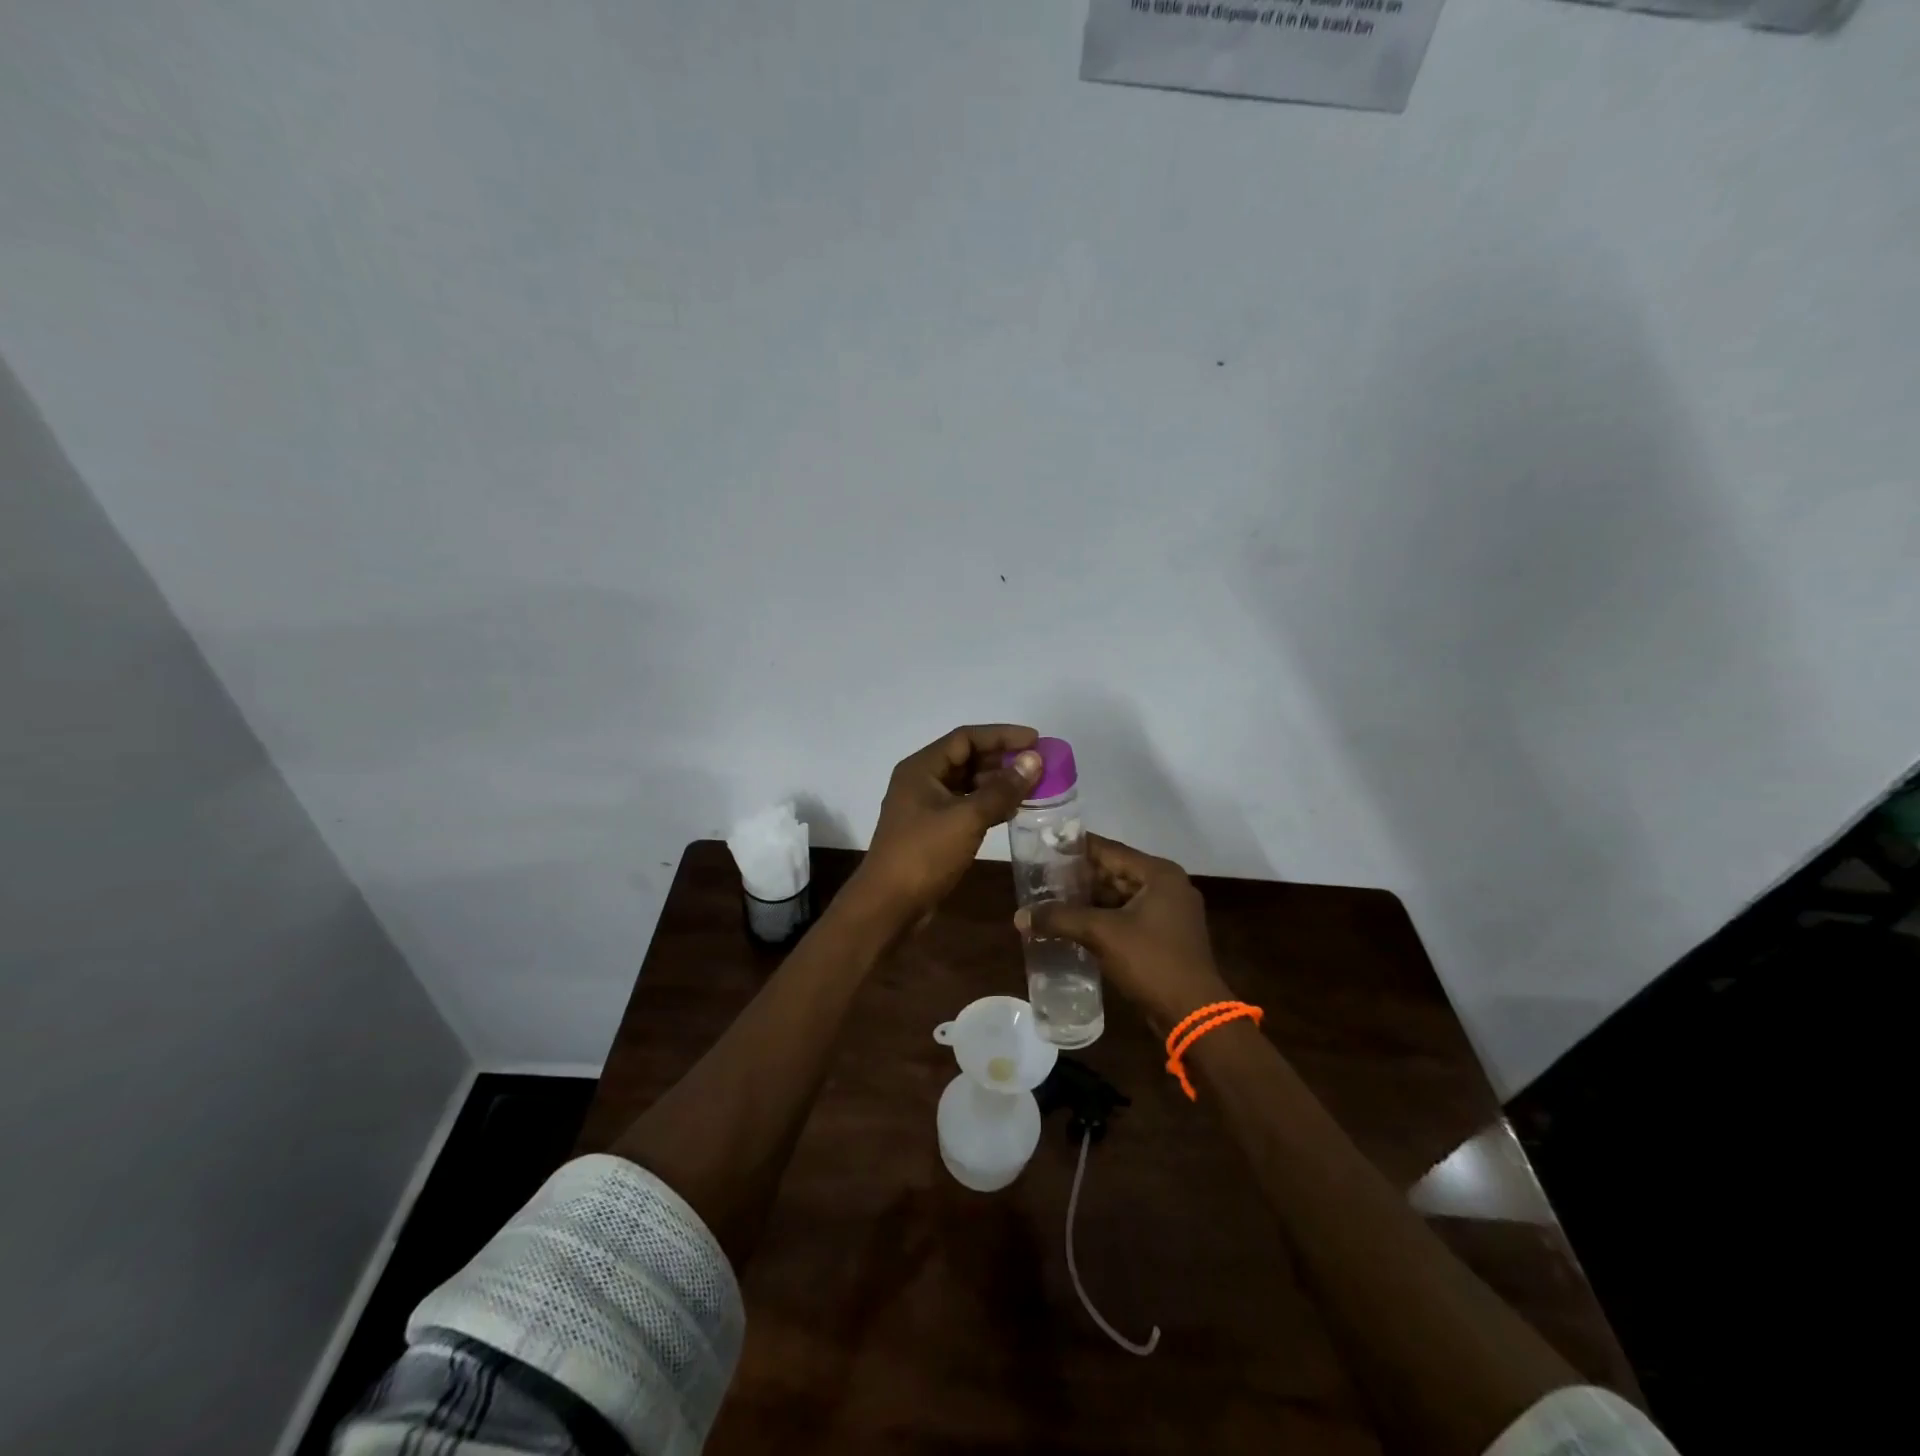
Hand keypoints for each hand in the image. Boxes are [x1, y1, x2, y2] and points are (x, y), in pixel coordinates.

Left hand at [852, 724, 1042, 925]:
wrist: (889, 905)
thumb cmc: (924, 854)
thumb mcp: (967, 818)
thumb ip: (1002, 789)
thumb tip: (1034, 760)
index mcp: (922, 768)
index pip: (966, 738)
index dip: (1002, 735)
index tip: (1036, 740)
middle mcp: (922, 781)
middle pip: (967, 758)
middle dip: (1003, 759)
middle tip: (1039, 765)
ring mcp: (926, 807)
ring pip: (968, 784)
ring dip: (998, 783)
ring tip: (1033, 787)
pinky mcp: (933, 830)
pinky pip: (966, 806)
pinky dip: (989, 805)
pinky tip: (1014, 811)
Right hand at [1015, 834, 1231, 1033]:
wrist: (1193, 1014)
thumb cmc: (1152, 961)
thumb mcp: (1102, 934)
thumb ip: (1061, 918)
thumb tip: (1020, 916)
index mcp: (1159, 874)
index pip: (1110, 850)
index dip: (1076, 848)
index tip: (1046, 845)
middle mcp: (1167, 887)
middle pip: (1115, 872)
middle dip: (1080, 877)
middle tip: (1042, 875)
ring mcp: (1169, 914)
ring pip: (1120, 897)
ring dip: (1089, 900)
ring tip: (1052, 899)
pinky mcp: (1165, 938)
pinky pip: (1127, 918)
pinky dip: (1103, 919)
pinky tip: (1074, 924)